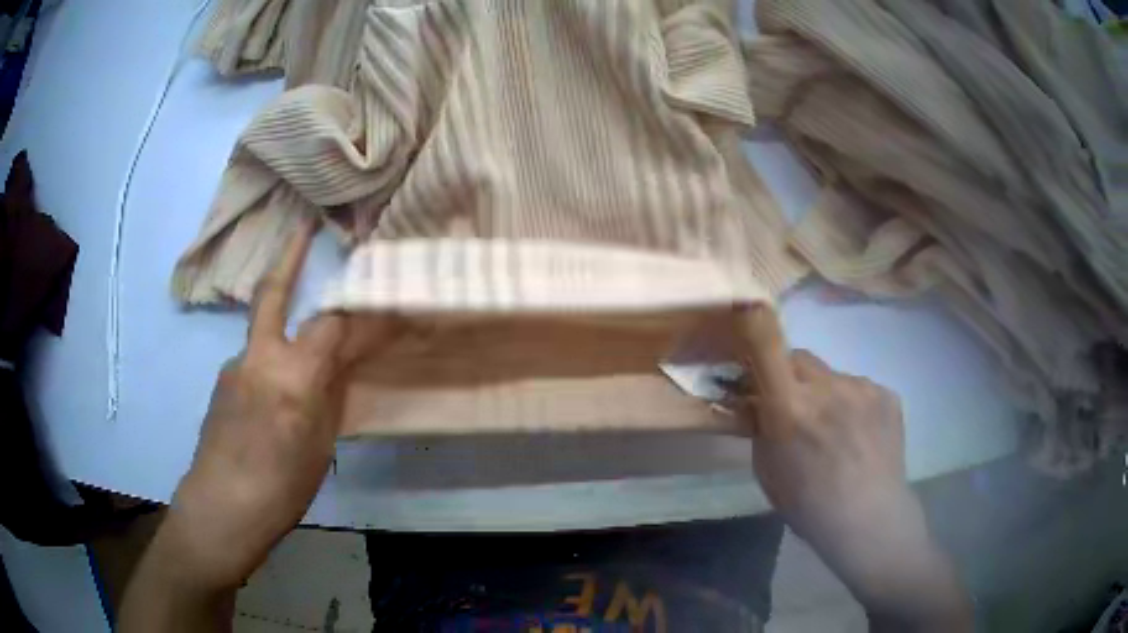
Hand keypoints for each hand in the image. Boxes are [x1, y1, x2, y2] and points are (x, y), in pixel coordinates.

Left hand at [161, 217, 396, 590]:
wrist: (221, 507)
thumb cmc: (281, 488)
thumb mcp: (320, 446)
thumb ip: (329, 395)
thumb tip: (340, 364)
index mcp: (293, 376)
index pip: (334, 325)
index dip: (364, 312)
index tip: (387, 302)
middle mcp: (260, 357)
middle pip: (274, 291)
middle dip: (290, 254)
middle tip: (303, 224)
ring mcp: (235, 365)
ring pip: (263, 330)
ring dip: (283, 325)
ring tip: (301, 357)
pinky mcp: (222, 381)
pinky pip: (253, 360)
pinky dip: (270, 363)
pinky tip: (273, 397)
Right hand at [729, 305, 971, 629]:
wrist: (870, 519)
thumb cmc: (809, 506)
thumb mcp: (767, 472)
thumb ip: (760, 427)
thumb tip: (756, 399)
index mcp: (790, 409)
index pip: (767, 345)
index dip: (753, 323)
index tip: (745, 318)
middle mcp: (828, 387)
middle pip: (798, 358)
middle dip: (788, 376)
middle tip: (793, 407)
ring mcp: (863, 387)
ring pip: (831, 375)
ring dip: (824, 392)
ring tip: (835, 431)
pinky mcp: (887, 393)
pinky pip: (858, 388)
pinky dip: (851, 404)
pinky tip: (858, 436)